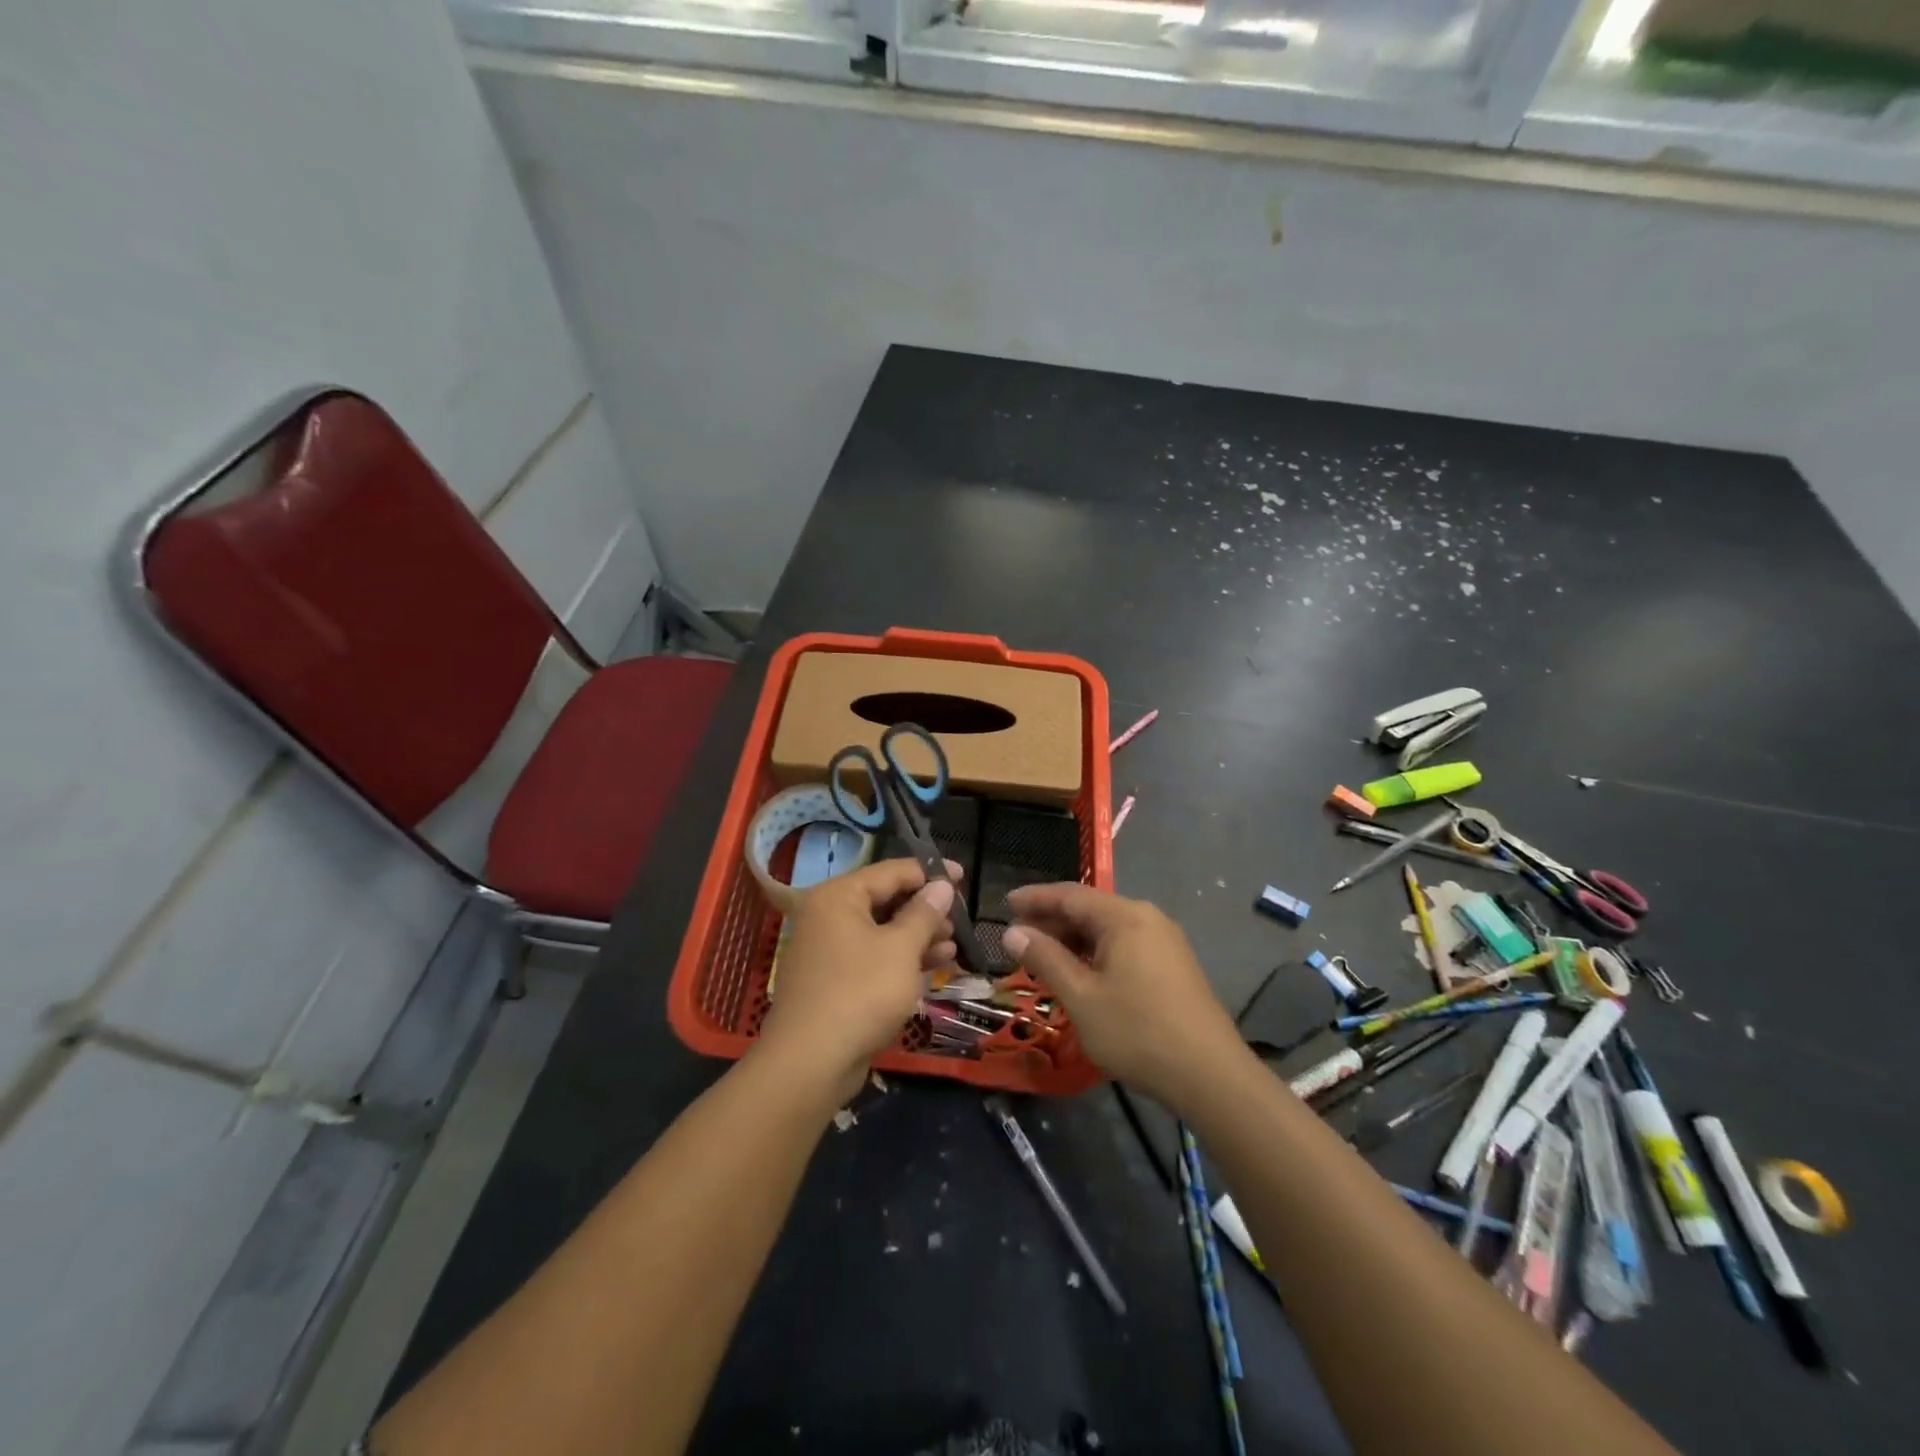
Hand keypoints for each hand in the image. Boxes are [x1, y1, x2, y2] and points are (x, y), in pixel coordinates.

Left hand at [757, 858, 959, 1103]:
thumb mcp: (902, 948)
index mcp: (839, 896)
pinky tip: (934, 965)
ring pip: (882, 930)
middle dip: (926, 910)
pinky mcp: (834, 979)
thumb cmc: (861, 993)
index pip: (891, 871)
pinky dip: (902, 957)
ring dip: (919, 936)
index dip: (930, 873)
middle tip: (960, 920)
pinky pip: (873, 956)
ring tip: (953, 946)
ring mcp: (829, 948)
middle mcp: (828, 915)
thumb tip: (942, 886)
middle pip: (886, 899)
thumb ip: (924, 913)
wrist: (811, 1062)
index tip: (962, 877)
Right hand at [1003, 883, 1244, 1108]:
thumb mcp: (1081, 997)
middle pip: (1090, 909)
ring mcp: (1165, 942)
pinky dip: (1096, 953)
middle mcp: (1147, 918)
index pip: (1070, 895)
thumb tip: (1013, 932)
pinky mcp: (1174, 966)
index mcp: (1125, 917)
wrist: (1211, 1076)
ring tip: (1043, 958)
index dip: (1035, 898)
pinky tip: (1081, 975)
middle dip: (1052, 921)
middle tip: (1018, 938)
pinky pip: (1125, 946)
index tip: (1005, 903)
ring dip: (1073, 940)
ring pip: (1108, 930)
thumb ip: (1045, 959)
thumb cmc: (1138, 1032)